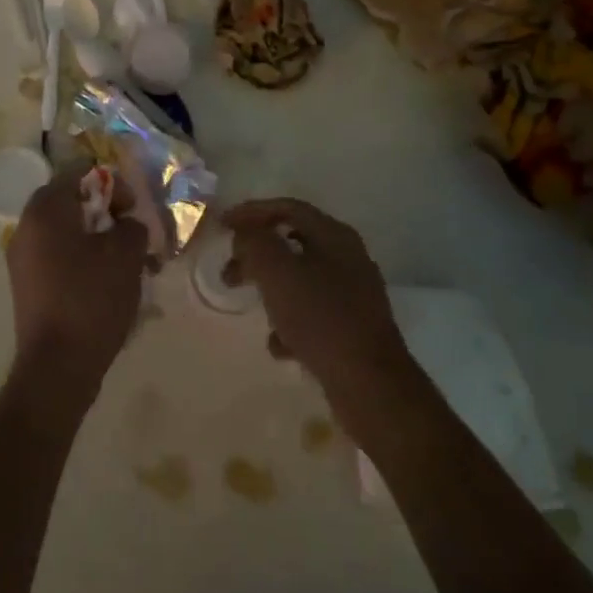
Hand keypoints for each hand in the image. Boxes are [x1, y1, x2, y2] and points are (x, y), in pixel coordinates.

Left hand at [7, 163, 150, 411]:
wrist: (57, 366)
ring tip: (129, 265)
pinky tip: (110, 285)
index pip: (78, 172)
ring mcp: (23, 258)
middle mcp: (27, 226)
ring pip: (68, 233)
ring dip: (99, 241)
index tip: (131, 208)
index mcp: (45, 209)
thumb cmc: (91, 298)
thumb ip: (131, 225)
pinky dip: (85, 262)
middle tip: (134, 236)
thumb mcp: (125, 254)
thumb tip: (125, 224)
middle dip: (107, 215)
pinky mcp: (28, 286)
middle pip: (72, 203)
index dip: (111, 183)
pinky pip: (60, 258)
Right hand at [222, 198, 410, 401]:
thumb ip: (254, 243)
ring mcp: (354, 294)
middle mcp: (348, 258)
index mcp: (334, 236)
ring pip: (301, 279)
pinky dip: (291, 321)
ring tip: (250, 307)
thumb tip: (245, 234)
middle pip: (293, 243)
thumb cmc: (320, 318)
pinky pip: (313, 313)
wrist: (370, 385)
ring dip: (272, 288)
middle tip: (229, 271)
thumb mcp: (277, 272)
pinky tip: (279, 345)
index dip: (251, 212)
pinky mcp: (353, 328)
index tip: (222, 225)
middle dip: (257, 255)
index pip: (287, 208)